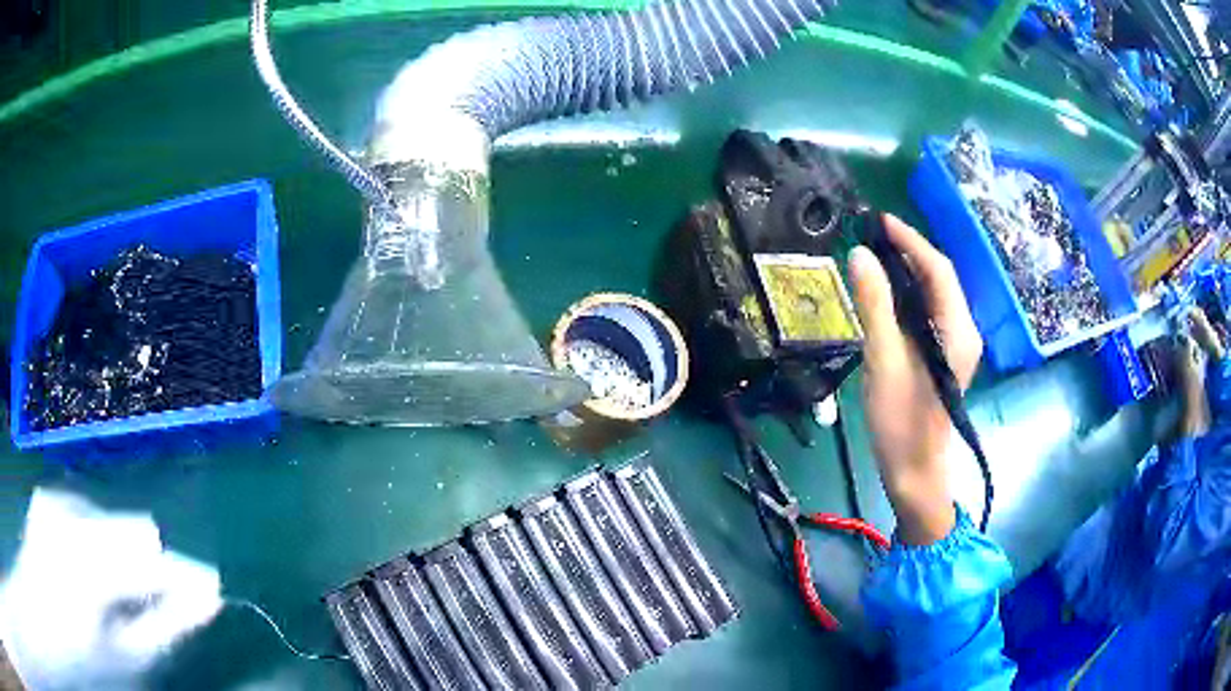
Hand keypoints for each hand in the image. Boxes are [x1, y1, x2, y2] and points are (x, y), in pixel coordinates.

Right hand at [848, 215, 982, 544]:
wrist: (916, 472)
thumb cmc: (902, 422)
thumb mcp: (884, 361)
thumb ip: (874, 306)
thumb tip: (859, 255)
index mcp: (957, 330)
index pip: (938, 269)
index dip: (910, 240)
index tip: (879, 221)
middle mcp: (963, 330)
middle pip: (939, 278)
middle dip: (908, 251)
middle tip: (870, 234)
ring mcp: (956, 343)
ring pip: (934, 294)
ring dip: (906, 271)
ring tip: (873, 255)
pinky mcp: (944, 355)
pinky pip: (928, 312)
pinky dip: (907, 295)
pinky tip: (884, 292)